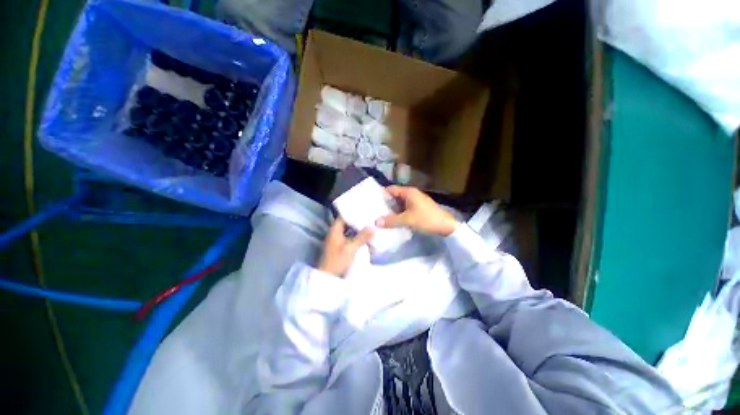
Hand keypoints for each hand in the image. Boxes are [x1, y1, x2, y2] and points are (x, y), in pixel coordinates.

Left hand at [318, 218, 373, 276]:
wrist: (328, 278)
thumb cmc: (337, 261)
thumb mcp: (351, 248)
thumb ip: (362, 237)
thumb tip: (373, 227)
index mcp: (334, 231)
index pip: (344, 217)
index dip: (353, 214)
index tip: (365, 212)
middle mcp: (335, 234)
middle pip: (347, 224)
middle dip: (358, 223)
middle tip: (370, 220)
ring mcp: (337, 241)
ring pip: (349, 232)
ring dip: (358, 231)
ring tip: (370, 228)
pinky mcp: (340, 248)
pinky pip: (350, 239)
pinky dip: (357, 238)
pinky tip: (366, 239)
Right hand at [375, 186, 459, 235]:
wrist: (446, 226)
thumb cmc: (426, 219)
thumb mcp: (407, 220)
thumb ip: (391, 220)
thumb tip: (376, 222)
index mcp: (408, 192)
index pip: (390, 189)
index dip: (381, 194)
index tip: (371, 201)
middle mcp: (411, 194)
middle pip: (394, 196)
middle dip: (385, 203)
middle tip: (374, 210)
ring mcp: (416, 201)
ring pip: (399, 203)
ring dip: (392, 209)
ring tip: (380, 216)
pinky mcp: (418, 208)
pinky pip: (405, 208)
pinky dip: (398, 213)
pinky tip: (393, 219)